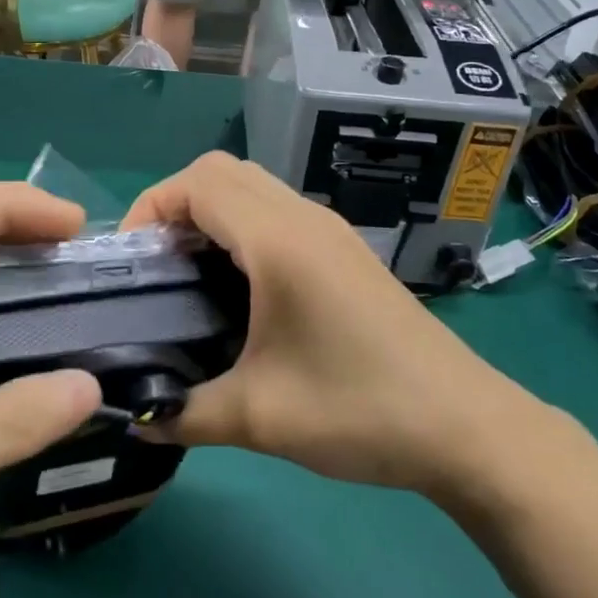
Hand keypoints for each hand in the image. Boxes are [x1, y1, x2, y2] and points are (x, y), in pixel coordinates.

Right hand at [121, 154, 545, 494]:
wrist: (465, 426)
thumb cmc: (359, 409)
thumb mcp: (259, 418)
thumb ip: (183, 413)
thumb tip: (134, 418)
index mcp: (279, 241)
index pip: (198, 182)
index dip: (152, 207)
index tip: (132, 261)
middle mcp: (304, 219)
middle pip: (223, 172)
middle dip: (176, 205)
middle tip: (156, 267)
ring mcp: (331, 231)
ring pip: (253, 187)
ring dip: (211, 214)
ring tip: (188, 277)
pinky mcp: (345, 252)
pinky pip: (278, 212)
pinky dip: (242, 227)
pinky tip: (239, 289)